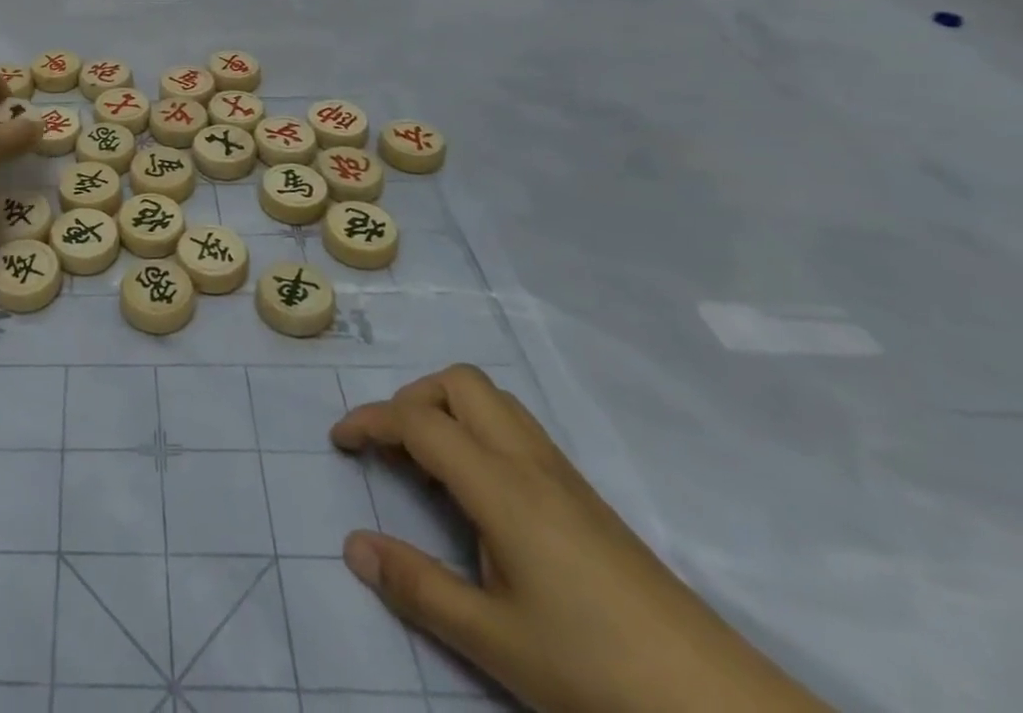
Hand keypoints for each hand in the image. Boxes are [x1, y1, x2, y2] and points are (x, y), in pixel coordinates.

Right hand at [333, 366, 831, 712]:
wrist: (725, 710)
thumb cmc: (598, 671)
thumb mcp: (495, 642)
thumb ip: (418, 587)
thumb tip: (353, 545)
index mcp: (500, 486)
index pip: (418, 421)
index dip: (370, 420)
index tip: (339, 440)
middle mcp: (529, 462)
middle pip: (460, 384)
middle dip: (413, 400)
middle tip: (394, 450)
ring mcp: (563, 475)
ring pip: (492, 401)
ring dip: (447, 411)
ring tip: (429, 466)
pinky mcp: (585, 497)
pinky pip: (516, 430)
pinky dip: (478, 432)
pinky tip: (480, 494)